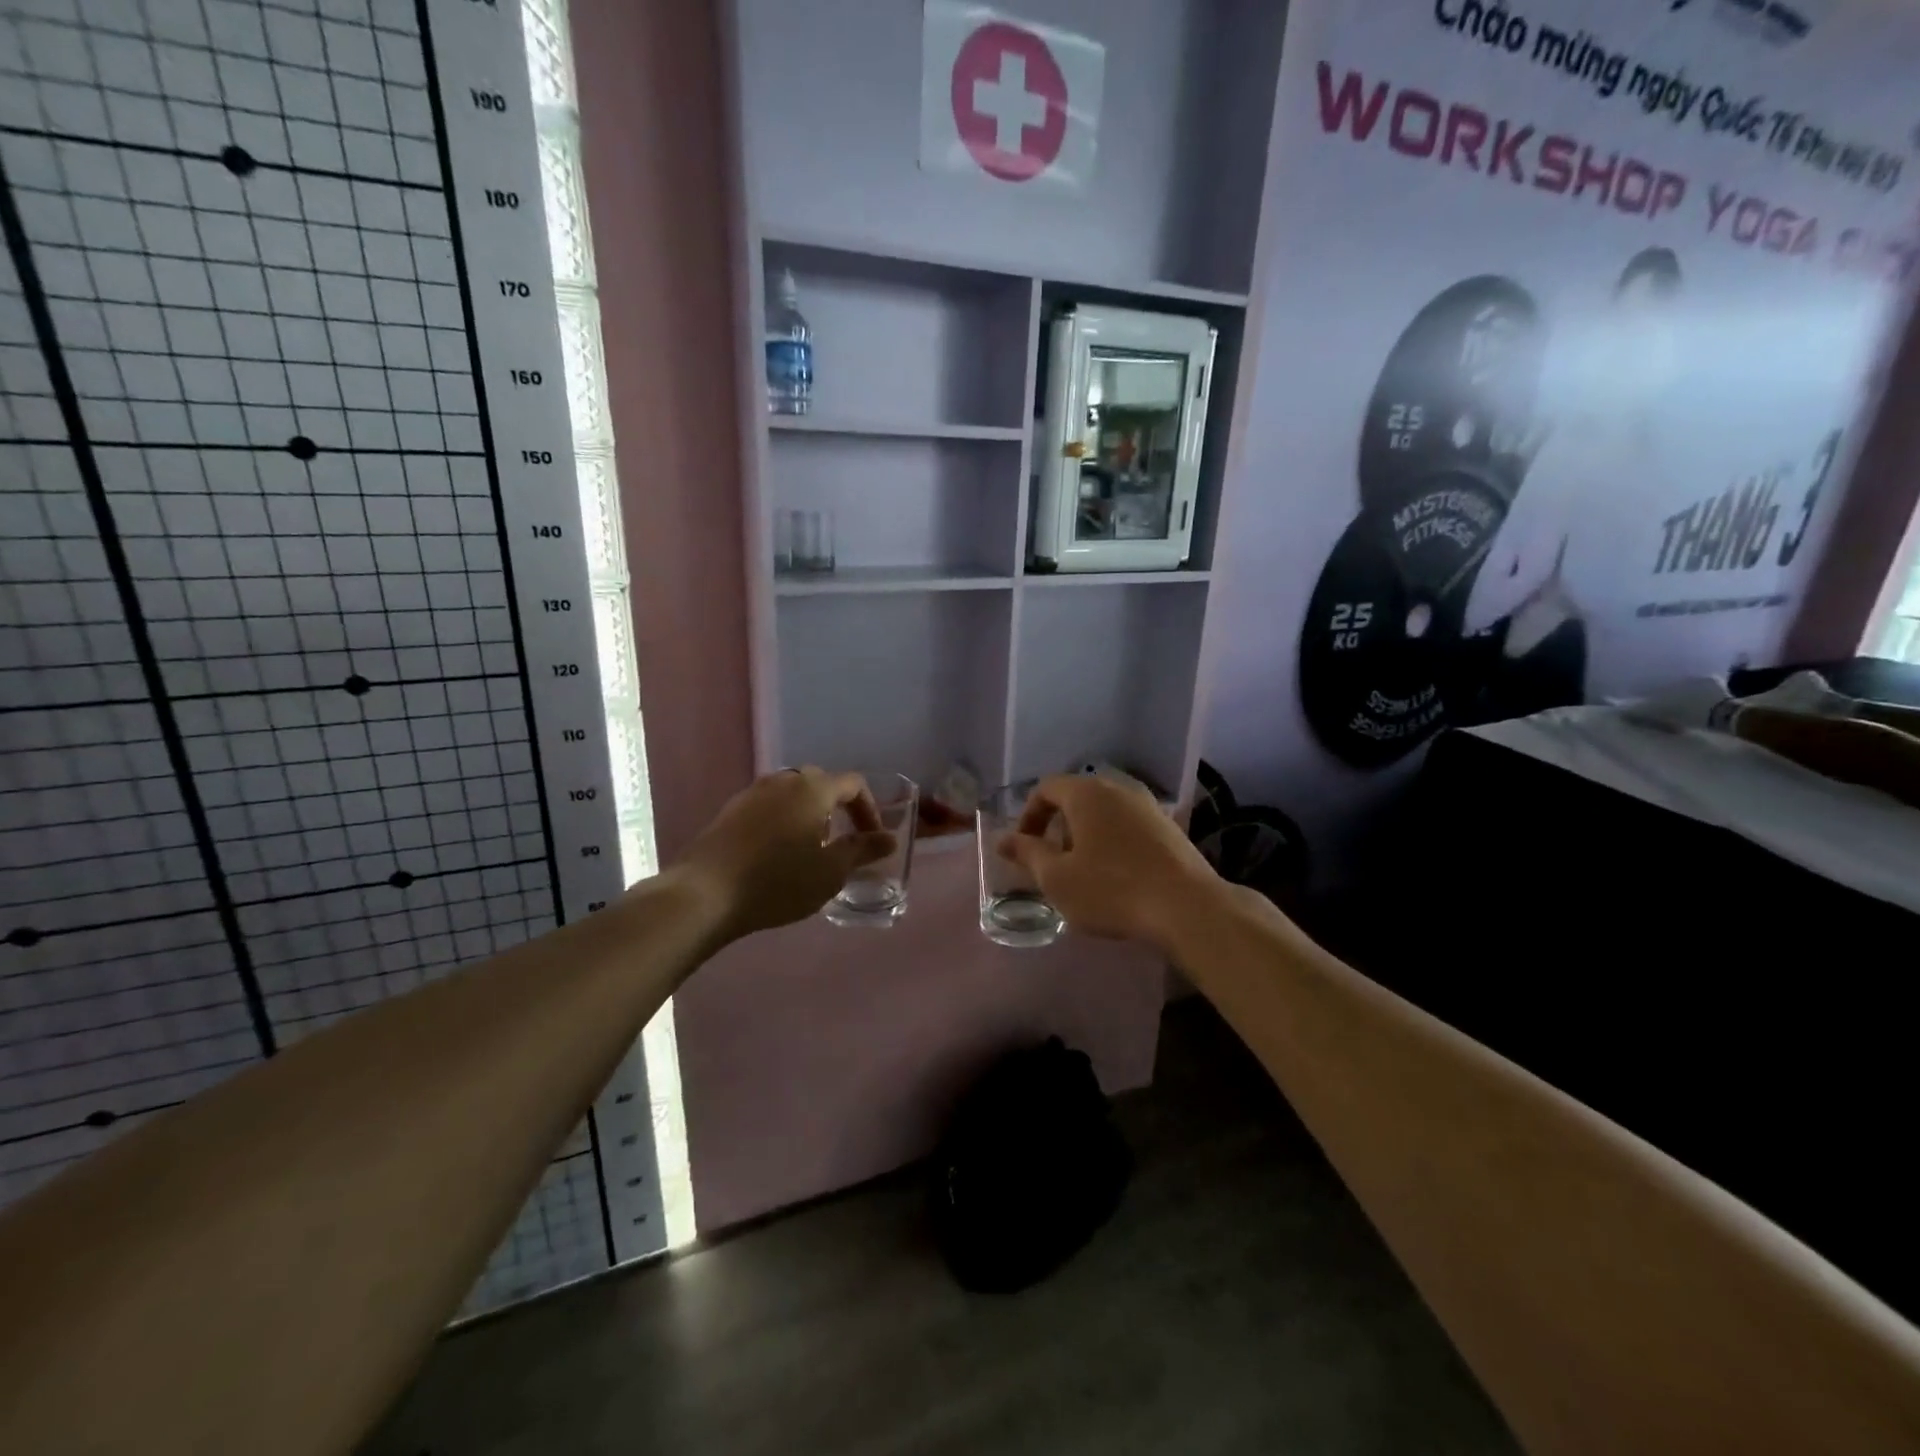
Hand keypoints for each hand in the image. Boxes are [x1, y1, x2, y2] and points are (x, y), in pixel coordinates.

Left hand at [674, 768, 893, 940]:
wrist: (705, 894)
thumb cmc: (778, 881)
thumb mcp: (830, 871)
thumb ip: (863, 851)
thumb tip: (889, 839)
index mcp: (813, 788)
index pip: (853, 784)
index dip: (869, 809)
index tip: (873, 839)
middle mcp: (783, 781)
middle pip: (821, 784)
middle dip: (838, 809)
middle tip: (843, 842)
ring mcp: (752, 793)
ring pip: (792, 795)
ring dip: (809, 815)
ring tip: (811, 850)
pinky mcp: (730, 811)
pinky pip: (769, 808)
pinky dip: (783, 822)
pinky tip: (778, 854)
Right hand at [998, 775, 1223, 951]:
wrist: (1187, 907)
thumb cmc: (1111, 889)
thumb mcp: (1057, 878)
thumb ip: (1027, 854)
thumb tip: (1002, 839)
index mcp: (1087, 793)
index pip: (1046, 788)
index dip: (1028, 816)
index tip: (1023, 848)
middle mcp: (1118, 788)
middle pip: (1076, 797)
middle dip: (1056, 826)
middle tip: (1050, 861)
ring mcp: (1148, 806)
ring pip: (1104, 811)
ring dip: (1084, 835)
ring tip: (1082, 871)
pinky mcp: (1169, 827)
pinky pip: (1127, 825)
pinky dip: (1111, 842)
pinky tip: (1116, 876)